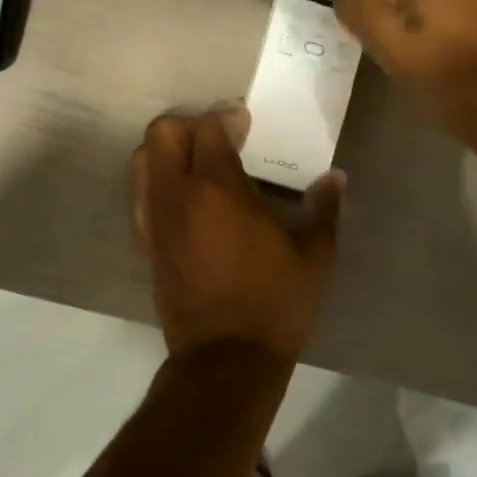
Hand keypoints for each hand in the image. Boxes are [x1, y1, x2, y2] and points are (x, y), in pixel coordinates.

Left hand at [131, 108, 343, 362]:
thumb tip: (335, 178)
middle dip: (188, 126)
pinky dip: (156, 181)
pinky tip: (186, 199)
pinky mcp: (147, 243)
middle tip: (218, 141)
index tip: (246, 125)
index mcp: (216, 188)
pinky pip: (140, 194)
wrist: (226, 358)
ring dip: (166, 151)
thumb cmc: (274, 302)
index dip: (226, 117)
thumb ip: (324, 209)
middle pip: (161, 133)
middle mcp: (176, 195)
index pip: (206, 127)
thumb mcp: (314, 256)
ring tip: (198, 166)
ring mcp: (155, 219)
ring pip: (141, 160)